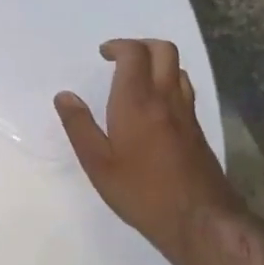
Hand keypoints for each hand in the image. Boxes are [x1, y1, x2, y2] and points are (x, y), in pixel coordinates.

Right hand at [55, 39, 240, 264]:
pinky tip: (155, 107)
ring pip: (178, 69)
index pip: (134, 54)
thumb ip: (79, 126)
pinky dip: (169, 83)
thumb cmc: (141, 192)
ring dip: (157, 63)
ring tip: (137, 79)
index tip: (103, 54)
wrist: (199, 219)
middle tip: (120, 59)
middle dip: (141, 45)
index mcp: (137, 102)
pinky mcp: (198, 130)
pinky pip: (184, 90)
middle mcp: (166, 98)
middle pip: (164, 50)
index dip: (118, 46)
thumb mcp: (98, 164)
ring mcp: (186, 113)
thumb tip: (64, 96)